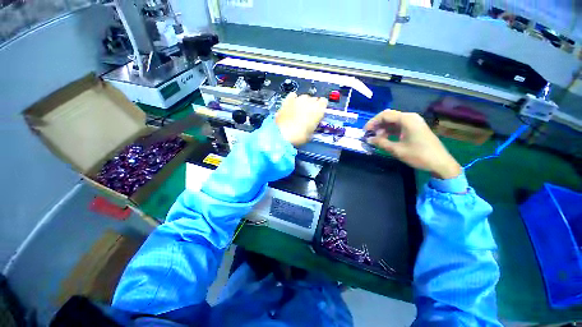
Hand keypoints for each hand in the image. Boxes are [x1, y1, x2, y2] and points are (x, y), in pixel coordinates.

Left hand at [276, 93, 326, 146]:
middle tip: (308, 115)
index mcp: (318, 109)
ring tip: (299, 111)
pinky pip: (293, 95)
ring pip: (304, 97)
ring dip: (303, 103)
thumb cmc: (300, 136)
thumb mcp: (311, 133)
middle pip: (314, 99)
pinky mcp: (287, 99)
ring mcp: (298, 99)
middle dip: (312, 105)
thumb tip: (312, 123)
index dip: (321, 107)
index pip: (324, 101)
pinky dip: (294, 99)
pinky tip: (292, 105)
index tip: (319, 113)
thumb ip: (314, 124)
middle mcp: (310, 101)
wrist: (283, 134)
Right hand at [365, 110, 460, 178]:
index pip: (384, 115)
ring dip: (383, 129)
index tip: (365, 131)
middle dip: (377, 125)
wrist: (440, 163)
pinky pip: (399, 127)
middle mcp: (410, 118)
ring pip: (393, 122)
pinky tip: (385, 139)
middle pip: (389, 117)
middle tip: (369, 135)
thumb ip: (381, 143)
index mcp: (406, 119)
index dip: (372, 122)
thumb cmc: (419, 155)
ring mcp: (413, 123)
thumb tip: (368, 140)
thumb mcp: (397, 150)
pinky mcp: (415, 129)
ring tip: (376, 140)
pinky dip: (390, 132)